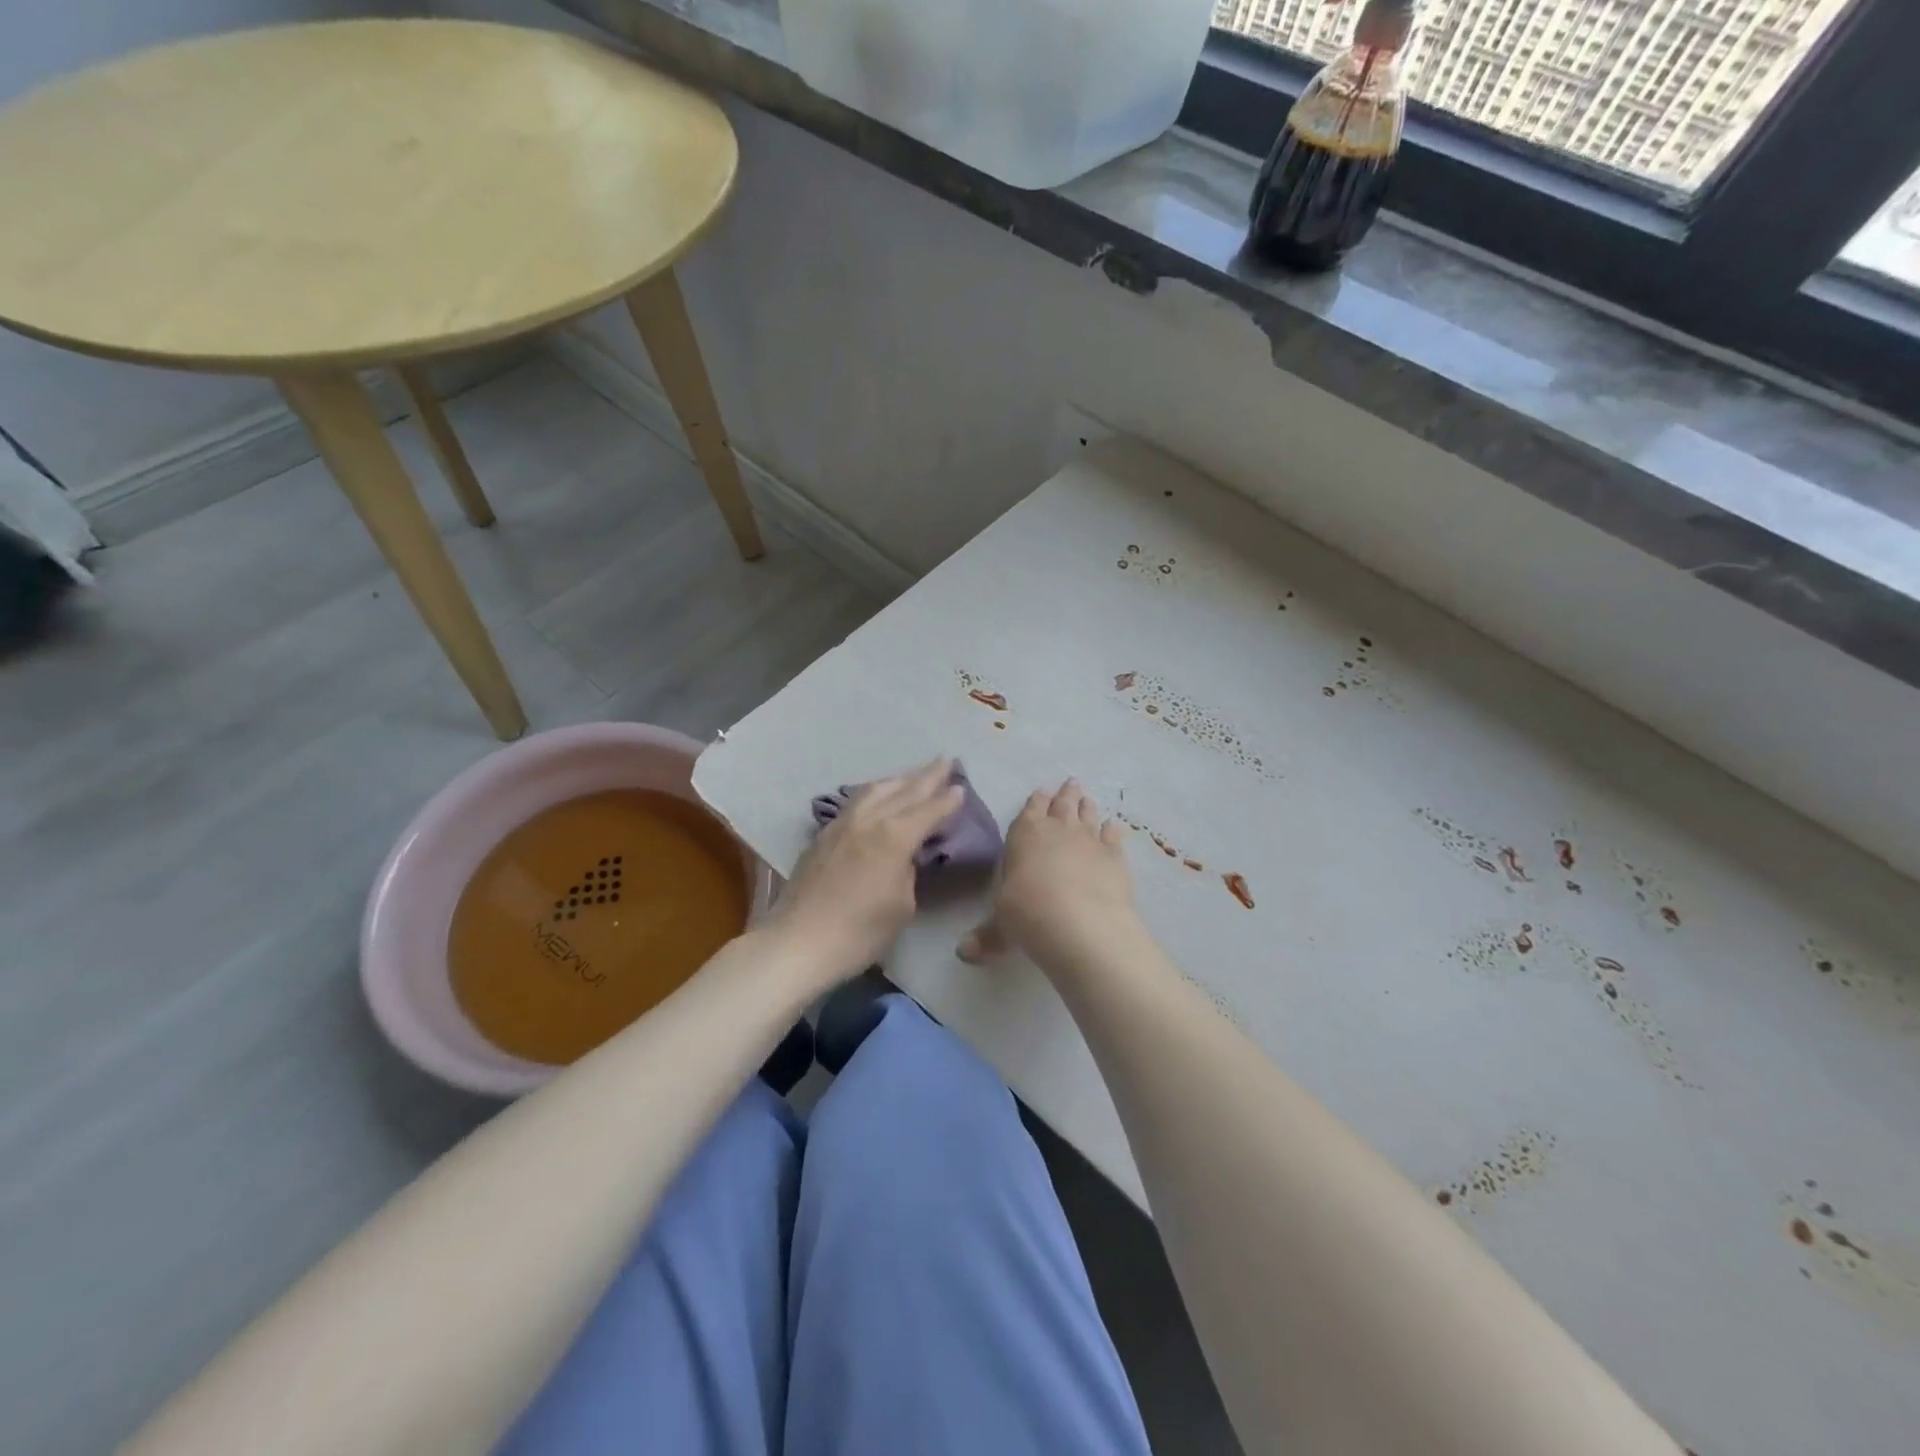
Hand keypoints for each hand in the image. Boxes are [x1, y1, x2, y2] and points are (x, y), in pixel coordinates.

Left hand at [765, 758, 963, 987]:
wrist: (798, 942)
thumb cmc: (859, 932)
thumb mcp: (902, 905)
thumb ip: (908, 871)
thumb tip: (903, 856)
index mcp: (894, 836)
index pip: (928, 810)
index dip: (947, 799)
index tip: (961, 786)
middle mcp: (869, 820)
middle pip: (903, 791)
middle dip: (926, 776)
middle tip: (945, 760)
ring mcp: (841, 824)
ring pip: (875, 790)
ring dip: (898, 779)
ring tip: (913, 774)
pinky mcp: (823, 835)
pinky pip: (856, 802)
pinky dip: (875, 793)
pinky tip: (877, 796)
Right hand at [959, 778, 1139, 974]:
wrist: (1080, 923)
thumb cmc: (1028, 914)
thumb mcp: (1000, 927)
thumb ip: (987, 936)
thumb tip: (964, 953)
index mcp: (1024, 835)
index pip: (1030, 810)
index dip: (1036, 801)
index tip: (1042, 791)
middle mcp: (1057, 829)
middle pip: (1062, 805)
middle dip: (1065, 794)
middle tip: (1071, 783)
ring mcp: (1089, 840)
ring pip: (1088, 815)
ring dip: (1087, 806)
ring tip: (1088, 798)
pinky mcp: (1115, 856)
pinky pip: (1114, 836)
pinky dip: (1113, 831)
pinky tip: (1114, 828)